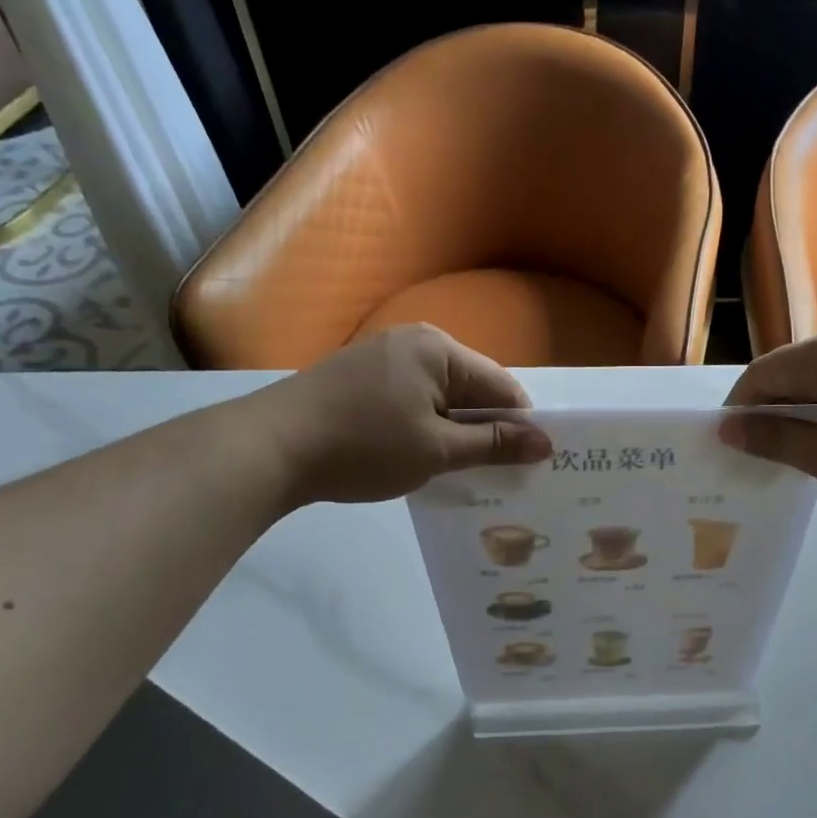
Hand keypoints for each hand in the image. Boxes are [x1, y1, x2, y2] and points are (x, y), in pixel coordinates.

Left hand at [238, 325, 552, 506]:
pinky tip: (422, 458)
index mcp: (438, 349)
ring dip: (456, 432)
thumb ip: (494, 445)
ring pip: (442, 398)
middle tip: (500, 475)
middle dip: (488, 430)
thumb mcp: (437, 450)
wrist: (270, 447)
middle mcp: (414, 342)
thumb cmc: (363, 445)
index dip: (521, 425)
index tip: (531, 464)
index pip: (502, 385)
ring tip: (463, 472)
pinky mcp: (361, 379)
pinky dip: (426, 428)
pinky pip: (413, 401)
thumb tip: (546, 443)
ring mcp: (383, 358)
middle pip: (472, 389)